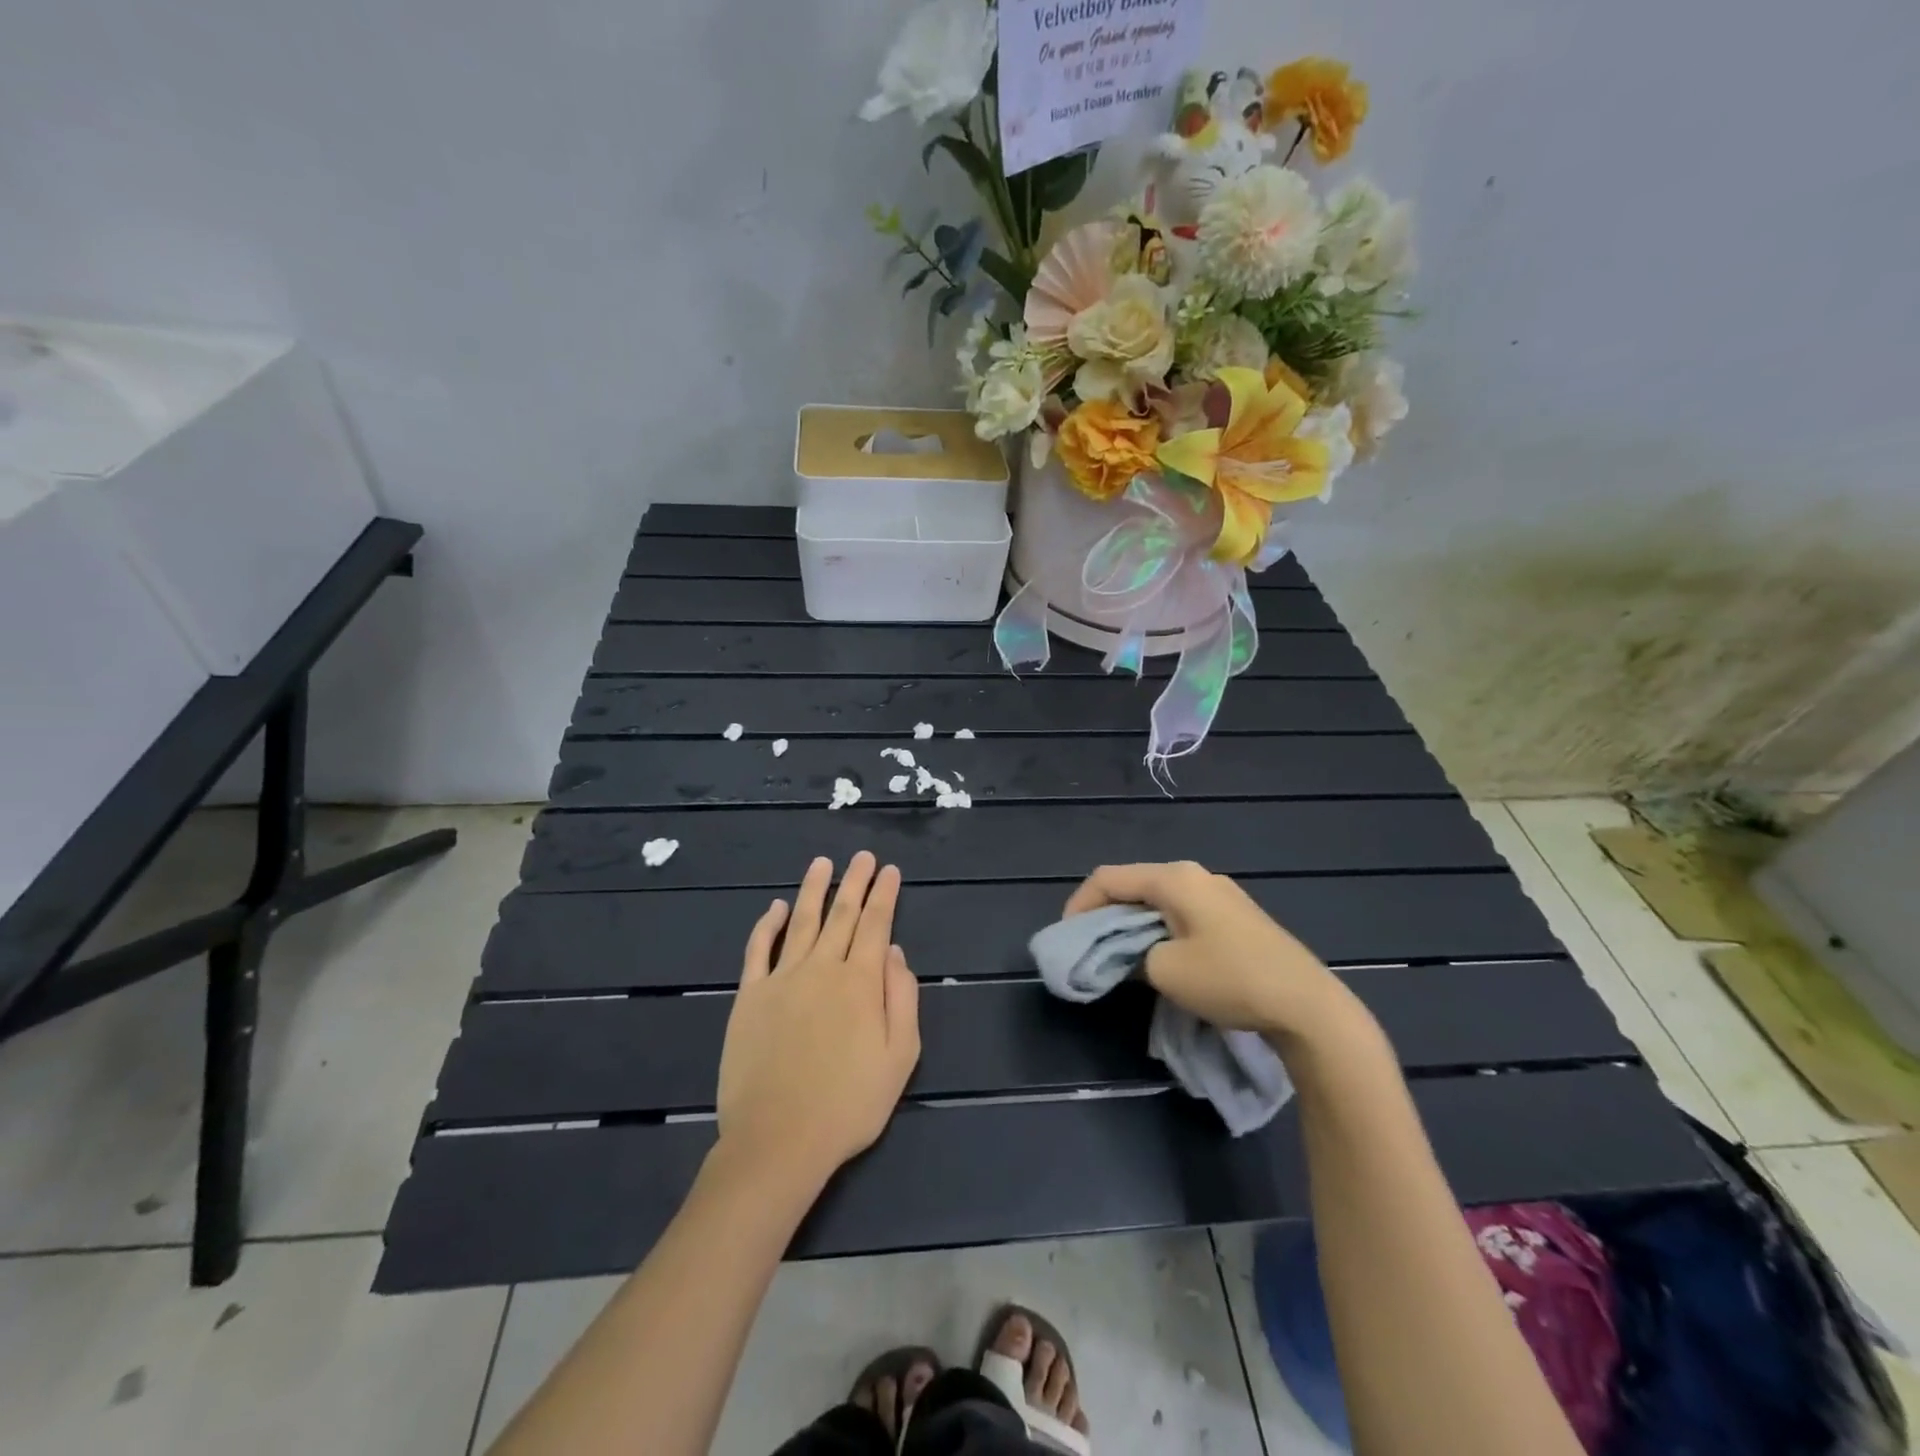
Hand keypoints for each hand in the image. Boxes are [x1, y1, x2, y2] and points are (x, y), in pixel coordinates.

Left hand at [716, 852, 920, 1184]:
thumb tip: (893, 951)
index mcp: (860, 982)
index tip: (889, 870)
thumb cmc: (849, 1104)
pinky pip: (759, 950)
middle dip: (855, 882)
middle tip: (862, 856)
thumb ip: (901, 997)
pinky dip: (768, 925)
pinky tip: (776, 908)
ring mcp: (782, 979)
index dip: (884, 895)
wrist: (779, 1139)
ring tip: (823, 863)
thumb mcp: (900, 1056)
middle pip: (841, 914)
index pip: (875, 924)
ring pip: (802, 921)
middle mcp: (822, 968)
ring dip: (814, 890)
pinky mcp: (750, 997)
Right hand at [1064, 861, 1349, 1044]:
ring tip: (1119, 955)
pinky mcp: (1236, 916)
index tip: (1068, 938)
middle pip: (1134, 885)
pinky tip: (1159, 956)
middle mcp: (1196, 875)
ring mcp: (1220, 894)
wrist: (1306, 1005)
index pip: (1109, 878)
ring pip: (1158, 900)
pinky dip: (1158, 929)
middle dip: (1105, 914)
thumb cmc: (1229, 979)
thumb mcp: (1164, 971)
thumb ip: (1130, 956)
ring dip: (1132, 924)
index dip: (1080, 904)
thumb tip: (1126, 954)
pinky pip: (1182, 912)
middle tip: (1088, 947)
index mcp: (1175, 878)